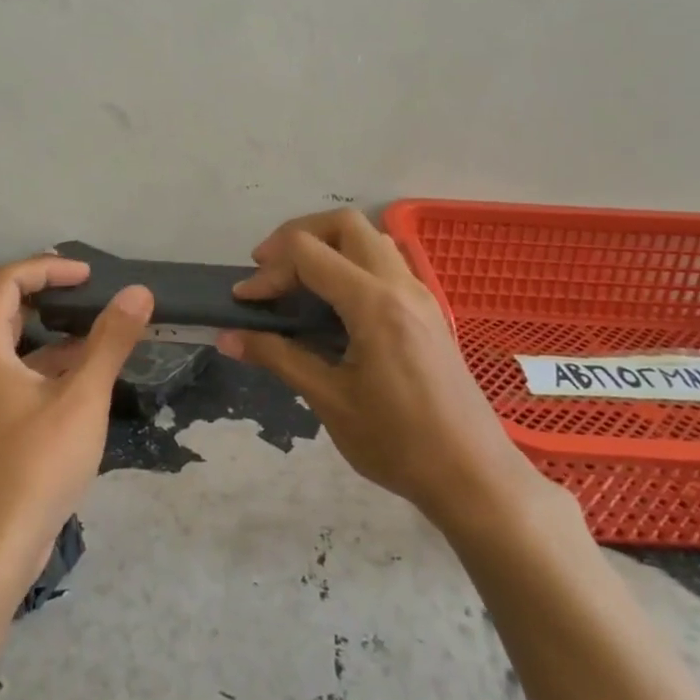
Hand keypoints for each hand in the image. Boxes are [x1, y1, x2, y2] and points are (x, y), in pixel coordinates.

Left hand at [0, 255, 152, 593]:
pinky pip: (15, 377)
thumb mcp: (82, 398)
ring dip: (54, 335)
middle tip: (95, 294)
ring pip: (14, 347)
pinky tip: (85, 381)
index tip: (91, 276)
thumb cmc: (35, 465)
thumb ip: (110, 341)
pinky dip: (48, 368)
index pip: (9, 282)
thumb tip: (138, 292)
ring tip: (101, 334)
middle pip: (7, 310)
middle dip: (52, 296)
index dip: (50, 268)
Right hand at [218, 210, 560, 528]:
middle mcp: (401, 285)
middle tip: (268, 271)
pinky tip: (334, 305)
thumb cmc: (397, 442)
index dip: (267, 270)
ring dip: (328, 246)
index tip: (243, 302)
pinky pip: (386, 262)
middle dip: (297, 236)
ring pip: (370, 238)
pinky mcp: (428, 310)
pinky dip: (351, 263)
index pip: (308, 253)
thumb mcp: (328, 400)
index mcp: (374, 304)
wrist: (473, 475)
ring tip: (298, 283)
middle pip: (343, 224)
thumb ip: (278, 357)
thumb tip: (227, 338)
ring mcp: (420, 294)